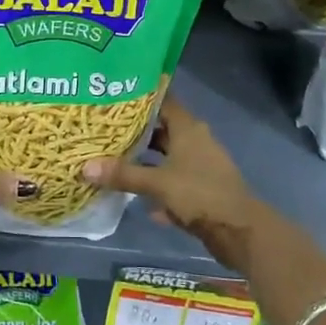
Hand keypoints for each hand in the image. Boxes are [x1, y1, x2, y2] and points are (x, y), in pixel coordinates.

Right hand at [84, 93, 268, 270]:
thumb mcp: (158, 183)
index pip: (162, 100)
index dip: (140, 96)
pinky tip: (136, 197)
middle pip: (162, 128)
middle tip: (105, 127)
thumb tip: (84, 167)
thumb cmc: (200, 194)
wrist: (240, 232)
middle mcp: (195, 140)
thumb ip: (123, 174)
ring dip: (145, 159)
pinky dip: (157, 185)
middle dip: (136, 130)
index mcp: (188, 128)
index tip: (115, 93)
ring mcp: (200, 165)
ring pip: (167, 156)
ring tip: (113, 157)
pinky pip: (173, 180)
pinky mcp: (201, 189)